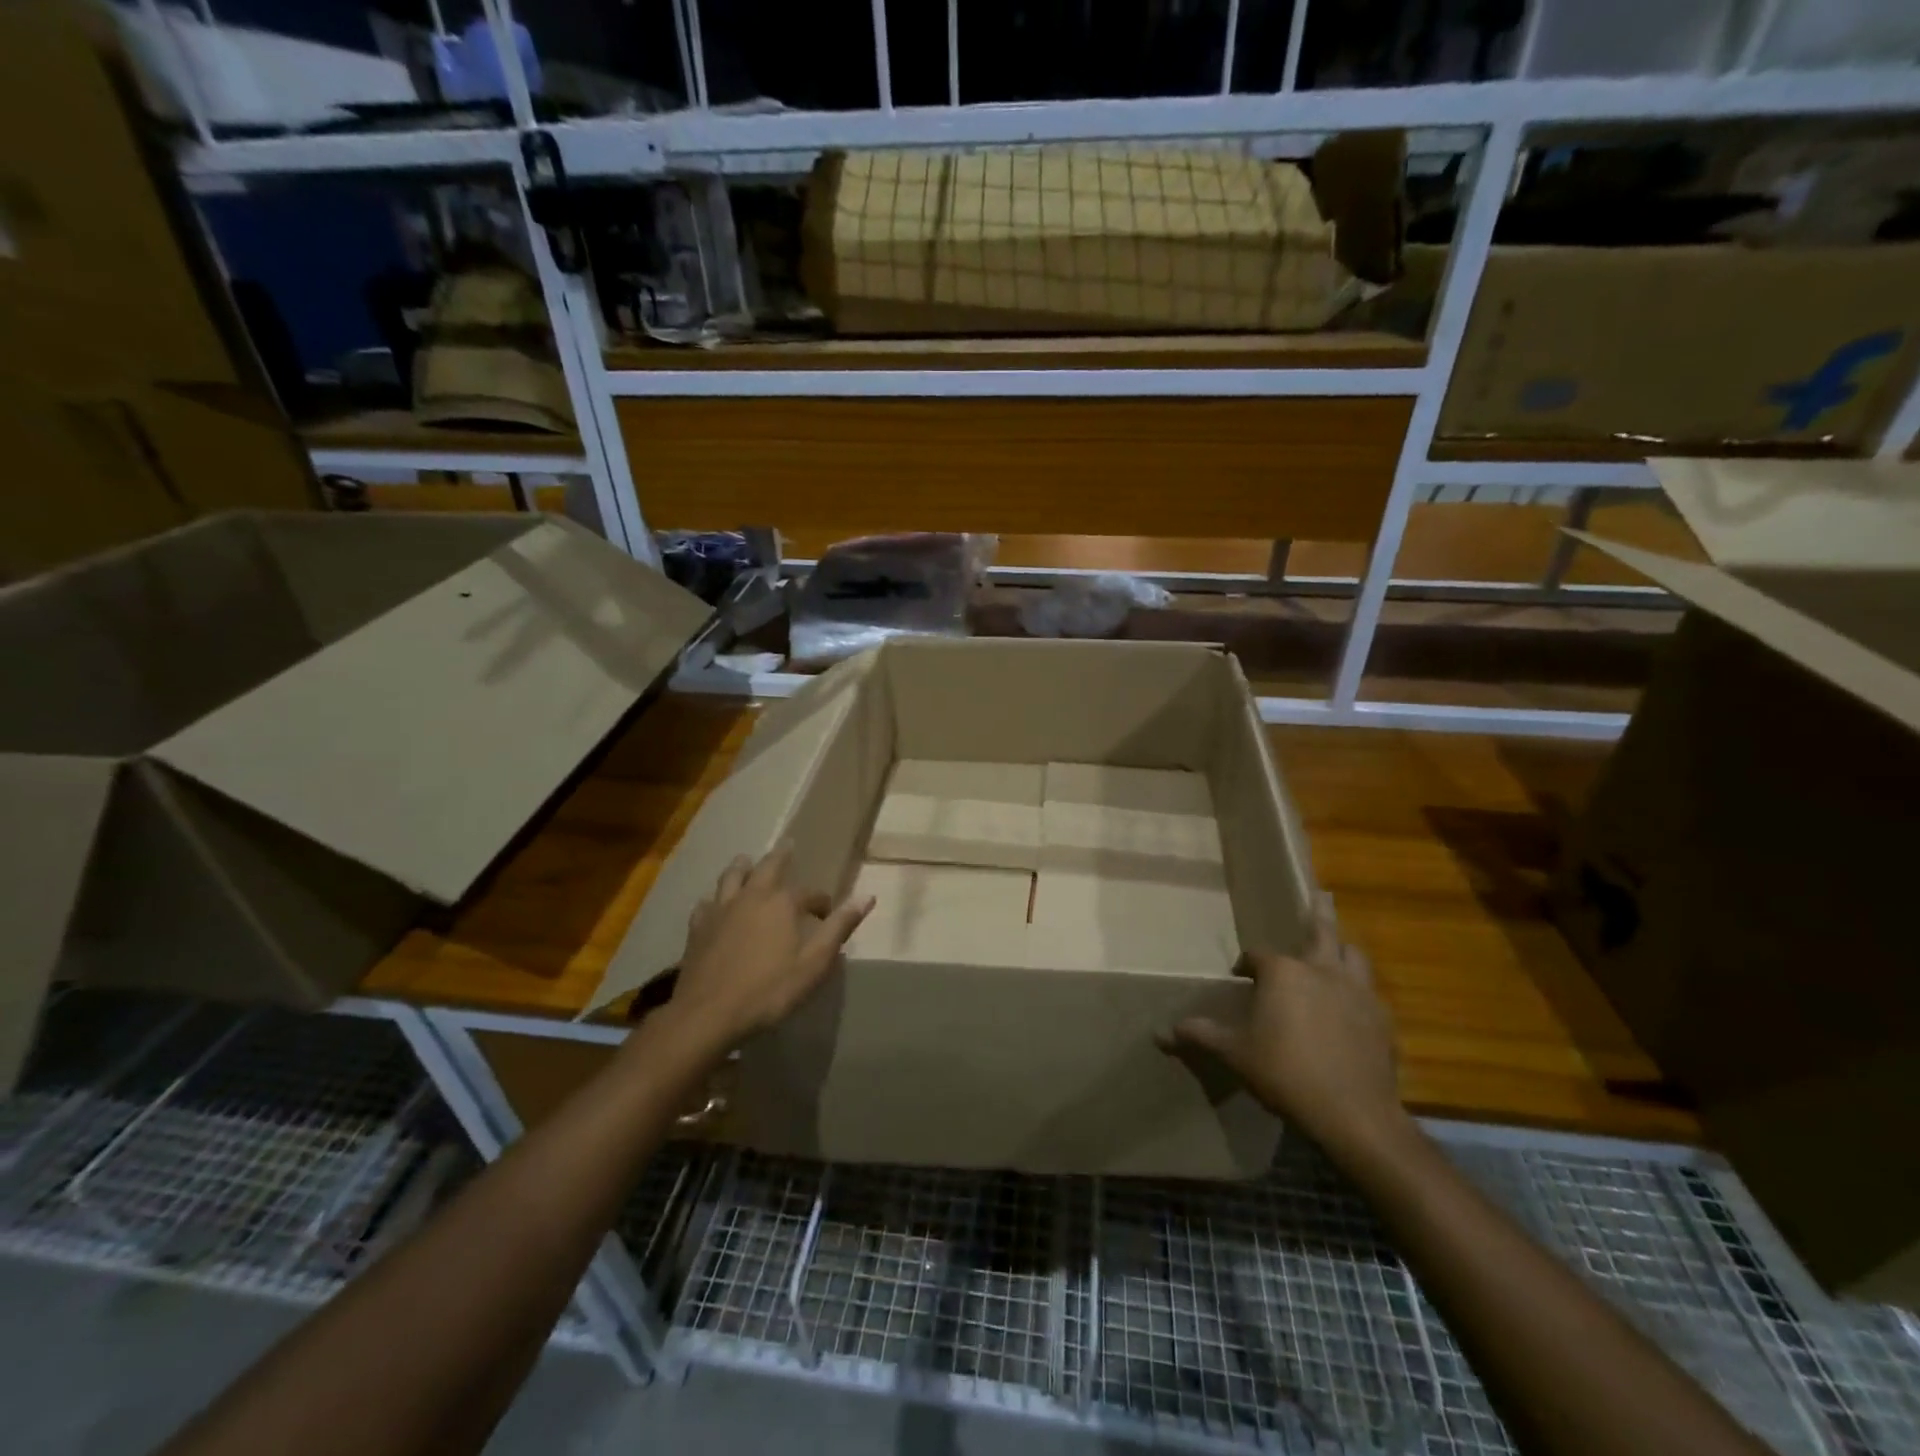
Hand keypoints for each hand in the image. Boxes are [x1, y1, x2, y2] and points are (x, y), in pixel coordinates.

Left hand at [671, 844, 874, 1043]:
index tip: (827, 914)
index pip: (809, 893)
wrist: (708, 1015)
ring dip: (742, 867)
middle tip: (787, 845)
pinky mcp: (697, 928)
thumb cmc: (768, 991)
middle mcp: (751, 897)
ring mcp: (720, 910)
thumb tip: (867, 897)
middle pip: (767, 867)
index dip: (821, 902)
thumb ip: (839, 927)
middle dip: (780, 856)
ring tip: (746, 861)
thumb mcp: (814, 963)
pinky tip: (713, 904)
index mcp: (782, 903)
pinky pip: (706, 903)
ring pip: (731, 877)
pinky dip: (714, 898)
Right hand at [1163, 894, 1404, 1156]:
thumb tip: (1161, 1032)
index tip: (1241, 978)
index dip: (1247, 965)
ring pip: (1353, 955)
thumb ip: (1201, 1035)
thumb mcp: (1234, 1054)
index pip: (1258, 956)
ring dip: (1343, 949)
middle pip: (1321, 931)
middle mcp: (1322, 970)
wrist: (1353, 1114)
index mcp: (1283, 973)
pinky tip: (1353, 1006)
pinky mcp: (1382, 1018)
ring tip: (1338, 950)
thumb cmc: (1285, 1073)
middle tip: (1322, 894)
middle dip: (1319, 912)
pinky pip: (1369, 992)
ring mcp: (1357, 992)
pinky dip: (1358, 990)